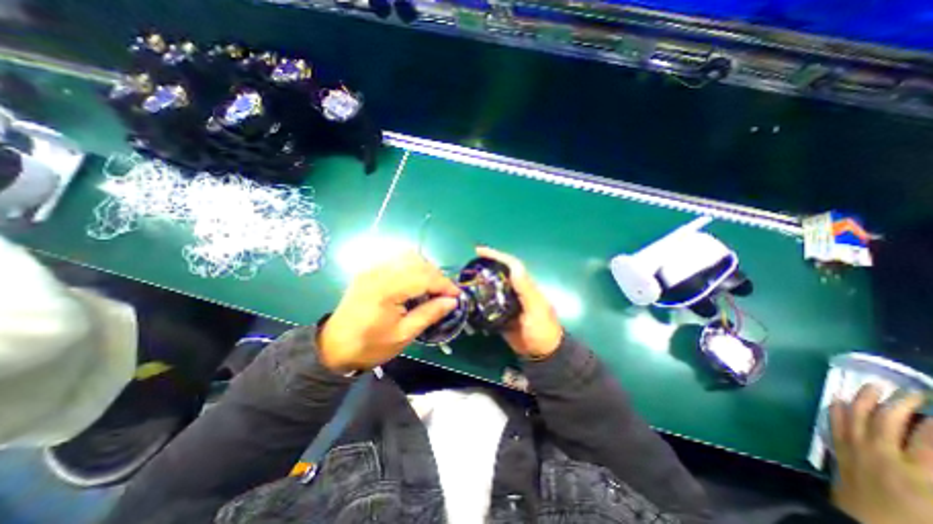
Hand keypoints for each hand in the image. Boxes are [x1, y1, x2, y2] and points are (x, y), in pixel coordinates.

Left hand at [319, 249, 459, 373]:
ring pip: (408, 256)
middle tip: (445, 294)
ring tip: (431, 287)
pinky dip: (412, 266)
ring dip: (425, 269)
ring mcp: (372, 268)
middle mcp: (379, 272)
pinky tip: (415, 282)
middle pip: (417, 262)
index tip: (457, 296)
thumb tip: (452, 301)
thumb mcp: (404, 335)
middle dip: (437, 275)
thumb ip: (429, 314)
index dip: (444, 284)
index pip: (424, 277)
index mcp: (386, 290)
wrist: (333, 347)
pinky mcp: (369, 270)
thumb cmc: (370, 345)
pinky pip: (397, 259)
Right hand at [474, 247, 561, 359]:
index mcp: (525, 285)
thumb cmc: (542, 328)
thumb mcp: (536, 308)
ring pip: (492, 286)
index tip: (479, 250)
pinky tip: (469, 298)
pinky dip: (479, 298)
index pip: (510, 264)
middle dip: (485, 265)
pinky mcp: (501, 314)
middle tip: (468, 264)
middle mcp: (515, 290)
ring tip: (465, 279)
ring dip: (480, 280)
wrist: (541, 352)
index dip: (496, 255)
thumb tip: (514, 267)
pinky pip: (488, 302)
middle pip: (499, 273)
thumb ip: (526, 289)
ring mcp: (507, 302)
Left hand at [831, 385, 931, 522]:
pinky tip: (836, 398)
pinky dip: (837, 409)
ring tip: (874, 385)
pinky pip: (835, 423)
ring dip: (865, 399)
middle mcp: (883, 454)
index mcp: (921, 475)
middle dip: (902, 403)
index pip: (931, 439)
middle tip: (913, 391)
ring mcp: (855, 449)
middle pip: (888, 420)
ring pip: (857, 415)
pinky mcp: (839, 450)